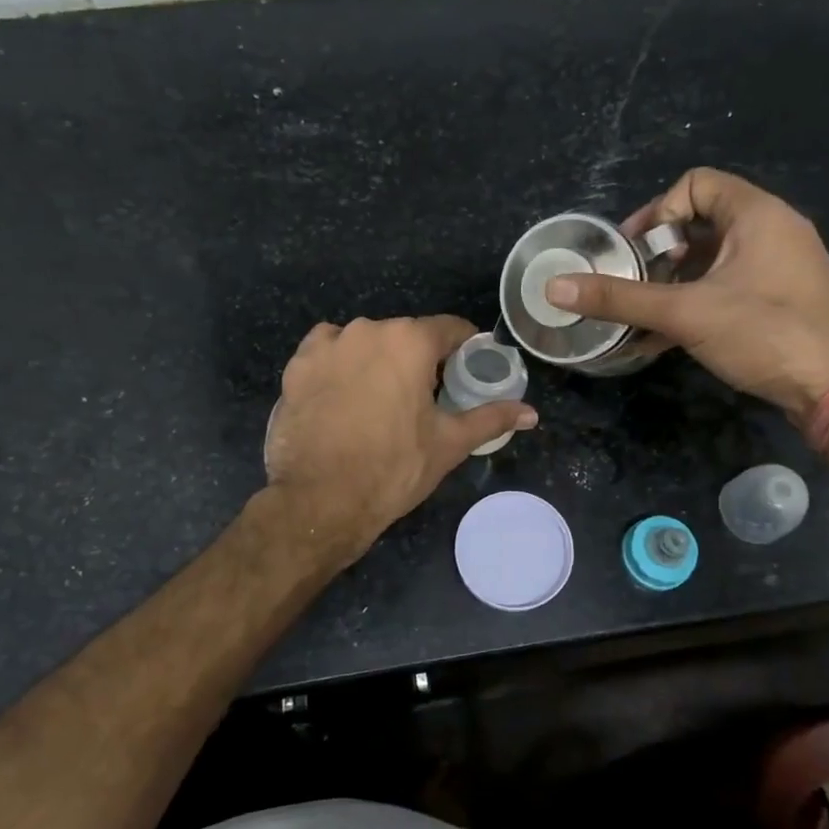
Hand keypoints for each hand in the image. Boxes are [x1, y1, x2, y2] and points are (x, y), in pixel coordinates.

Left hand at [264, 315, 537, 559]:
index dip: (465, 348)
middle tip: (425, 398)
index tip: (468, 370)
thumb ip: (491, 418)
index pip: (450, 329)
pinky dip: (339, 365)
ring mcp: (328, 345)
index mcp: (410, 341)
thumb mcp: (449, 443)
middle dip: (419, 360)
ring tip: (380, 401)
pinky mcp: (296, 365)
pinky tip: (343, 396)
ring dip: (378, 361)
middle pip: (406, 336)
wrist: (319, 499)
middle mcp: (368, 329)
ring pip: (366, 342)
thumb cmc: (393, 468)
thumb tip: (531, 413)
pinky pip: (328, 352)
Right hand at [543, 167, 828, 419]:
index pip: (695, 184)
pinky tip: (663, 339)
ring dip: (673, 284)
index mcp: (757, 215)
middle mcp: (774, 231)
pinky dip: (695, 304)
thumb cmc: (766, 333)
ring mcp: (781, 268)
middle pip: (701, 222)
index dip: (656, 210)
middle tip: (633, 284)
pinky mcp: (783, 302)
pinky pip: (729, 288)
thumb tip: (555, 288)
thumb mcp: (685, 314)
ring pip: (713, 261)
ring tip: (644, 314)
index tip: (632, 251)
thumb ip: (620, 299)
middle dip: (658, 254)